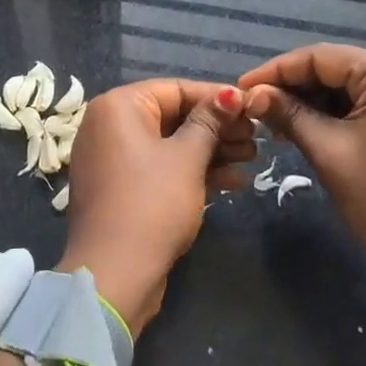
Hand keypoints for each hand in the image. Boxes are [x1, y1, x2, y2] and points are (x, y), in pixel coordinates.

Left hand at [56, 80, 252, 336]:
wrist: (114, 275)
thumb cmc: (152, 203)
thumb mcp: (188, 158)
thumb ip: (210, 121)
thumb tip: (231, 93)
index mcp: (119, 106)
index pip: (176, 90)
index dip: (217, 98)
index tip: (252, 107)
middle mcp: (109, 125)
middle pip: (173, 117)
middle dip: (217, 128)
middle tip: (255, 138)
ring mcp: (113, 159)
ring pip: (170, 145)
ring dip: (210, 151)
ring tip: (252, 159)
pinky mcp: (121, 189)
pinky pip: (160, 168)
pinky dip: (191, 172)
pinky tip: (232, 182)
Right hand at [241, 46, 365, 314]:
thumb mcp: (330, 153)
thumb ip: (289, 115)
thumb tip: (252, 95)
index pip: (321, 57)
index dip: (276, 70)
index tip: (242, 88)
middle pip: (338, 68)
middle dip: (294, 87)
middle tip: (256, 107)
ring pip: (352, 87)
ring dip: (314, 102)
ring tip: (276, 121)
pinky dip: (339, 114)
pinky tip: (310, 128)